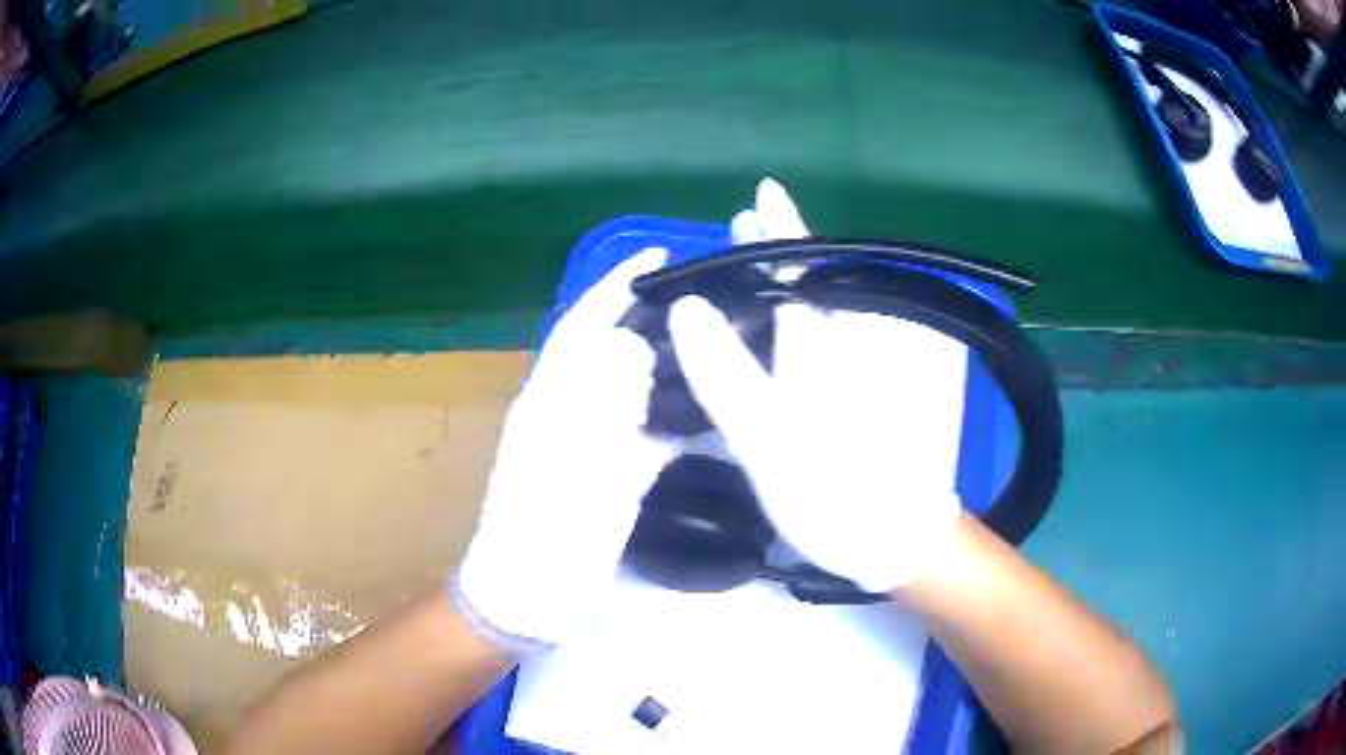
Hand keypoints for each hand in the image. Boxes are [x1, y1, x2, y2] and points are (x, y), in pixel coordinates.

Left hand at [455, 249, 673, 647]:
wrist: (530, 596)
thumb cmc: (542, 534)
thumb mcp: (569, 467)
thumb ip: (600, 404)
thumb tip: (634, 344)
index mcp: (550, 399)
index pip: (584, 325)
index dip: (616, 286)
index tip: (658, 255)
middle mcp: (570, 411)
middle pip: (612, 349)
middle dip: (650, 316)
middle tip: (706, 297)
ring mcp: (593, 444)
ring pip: (634, 389)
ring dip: (669, 364)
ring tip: (717, 343)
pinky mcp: (613, 476)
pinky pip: (650, 434)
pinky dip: (677, 419)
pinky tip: (712, 412)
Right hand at [667, 180, 962, 591]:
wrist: (895, 542)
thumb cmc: (832, 491)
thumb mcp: (768, 437)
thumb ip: (726, 372)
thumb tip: (688, 306)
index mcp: (828, 342)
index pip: (802, 267)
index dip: (781, 227)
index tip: (762, 192)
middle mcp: (851, 343)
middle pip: (814, 282)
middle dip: (778, 254)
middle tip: (737, 235)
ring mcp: (862, 370)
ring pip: (822, 312)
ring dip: (788, 287)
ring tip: (747, 275)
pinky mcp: (865, 398)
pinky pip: (829, 344)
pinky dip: (801, 327)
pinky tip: (776, 335)